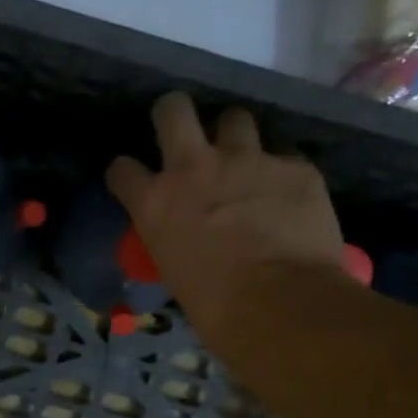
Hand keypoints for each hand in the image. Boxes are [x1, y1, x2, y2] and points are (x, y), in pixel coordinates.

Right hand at [108, 93, 346, 347]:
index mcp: (156, 202)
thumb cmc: (215, 307)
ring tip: (243, 158)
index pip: (122, 169)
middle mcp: (194, 168)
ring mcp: (248, 160)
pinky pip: (284, 155)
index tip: (132, 178)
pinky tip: (287, 192)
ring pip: (235, 118)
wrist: (280, 304)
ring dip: (234, 136)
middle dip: (174, 113)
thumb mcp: (175, 271)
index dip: (125, 172)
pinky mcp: (295, 166)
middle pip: (174, 110)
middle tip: (182, 129)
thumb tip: (186, 241)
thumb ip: (175, 239)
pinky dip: (281, 171)